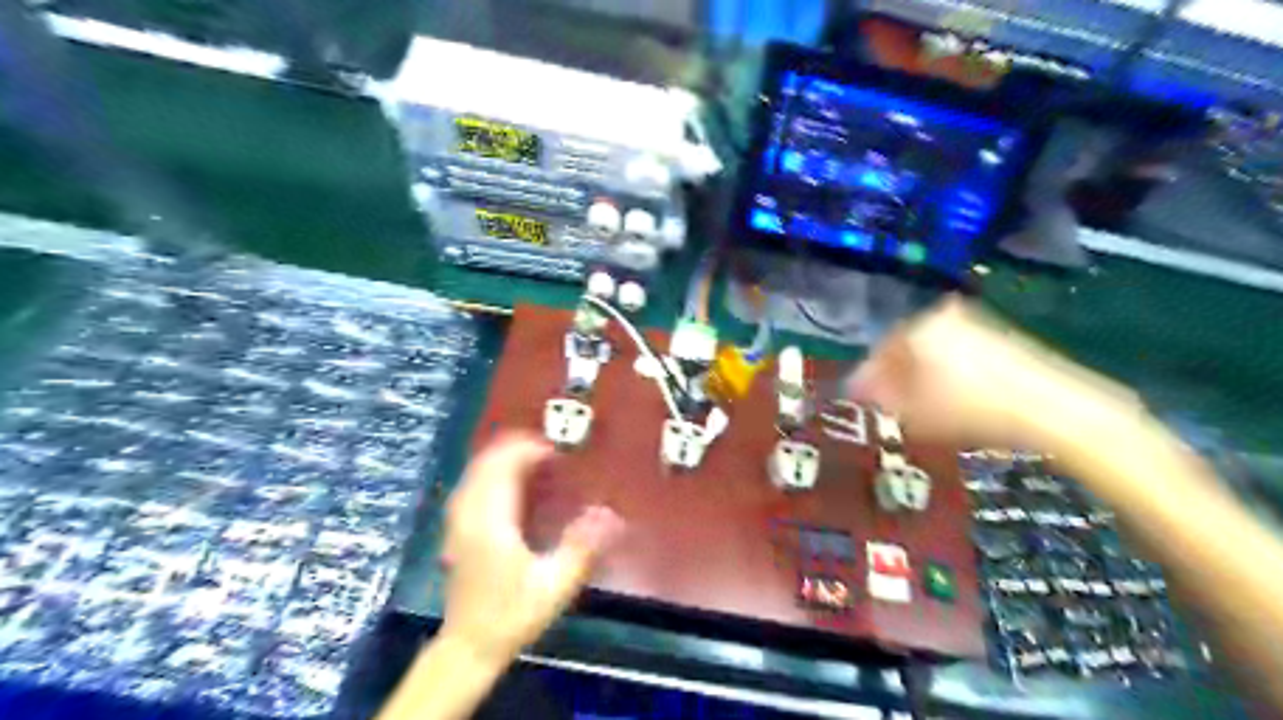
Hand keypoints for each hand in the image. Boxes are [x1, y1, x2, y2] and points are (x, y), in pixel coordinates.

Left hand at [438, 434, 623, 662]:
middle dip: (519, 447)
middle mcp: (469, 513)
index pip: (505, 466)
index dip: (532, 450)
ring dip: (505, 457)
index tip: (560, 452)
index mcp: (490, 521)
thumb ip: (582, 547)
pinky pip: (473, 483)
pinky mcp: (456, 529)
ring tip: (537, 460)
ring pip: (477, 470)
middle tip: (552, 450)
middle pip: (488, 461)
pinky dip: (494, 472)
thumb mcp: (554, 586)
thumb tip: (610, 513)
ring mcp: (458, 520)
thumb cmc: (512, 615)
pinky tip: (513, 483)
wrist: (468, 647)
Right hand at [850, 296, 1141, 443]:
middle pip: (905, 347)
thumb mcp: (915, 412)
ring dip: (919, 373)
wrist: (1051, 408)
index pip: (879, 351)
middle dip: (894, 374)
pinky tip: (949, 396)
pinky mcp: (1000, 336)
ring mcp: (975, 323)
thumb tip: (861, 391)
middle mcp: (943, 316)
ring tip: (917, 404)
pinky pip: (957, 351)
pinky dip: (946, 370)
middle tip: (887, 401)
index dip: (867, 377)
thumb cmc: (972, 409)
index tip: (860, 399)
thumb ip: (881, 399)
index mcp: (918, 327)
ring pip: (932, 349)